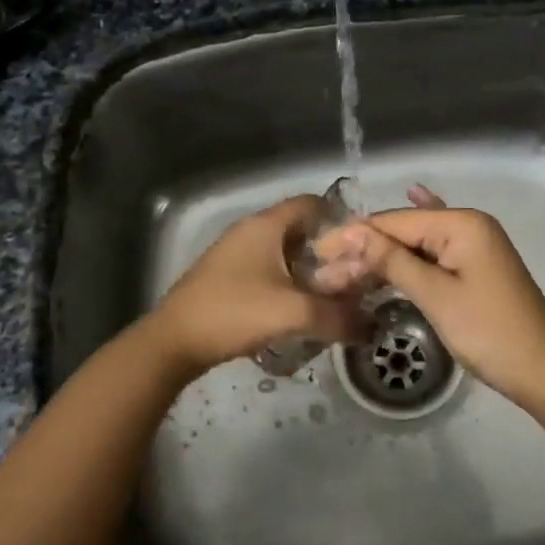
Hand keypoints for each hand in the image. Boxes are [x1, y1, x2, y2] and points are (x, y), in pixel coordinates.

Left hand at [145, 195, 369, 375]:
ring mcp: (236, 254)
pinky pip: (268, 271)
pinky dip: (288, 283)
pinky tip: (299, 310)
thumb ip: (337, 316)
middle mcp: (251, 231)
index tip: (363, 247)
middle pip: (301, 230)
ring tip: (332, 297)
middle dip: (329, 252)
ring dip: (309, 271)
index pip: (312, 203)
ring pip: (284, 253)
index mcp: (266, 225)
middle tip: (354, 278)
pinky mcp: (227, 277)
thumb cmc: (234, 312)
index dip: (341, 219)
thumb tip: (371, 326)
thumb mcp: (293, 313)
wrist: (174, 341)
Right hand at [315, 187, 544, 408]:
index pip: (395, 222)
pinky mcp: (474, 267)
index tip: (317, 254)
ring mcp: (474, 245)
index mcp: (461, 223)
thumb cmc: (488, 331)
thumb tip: (351, 232)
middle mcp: (468, 224)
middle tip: (324, 273)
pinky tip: (409, 205)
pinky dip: (411, 250)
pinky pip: (434, 252)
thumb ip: (392, 260)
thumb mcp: (435, 295)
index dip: (354, 237)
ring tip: (342, 271)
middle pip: (404, 232)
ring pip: (416, 245)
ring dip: (383, 256)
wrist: (542, 370)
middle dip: (365, 250)